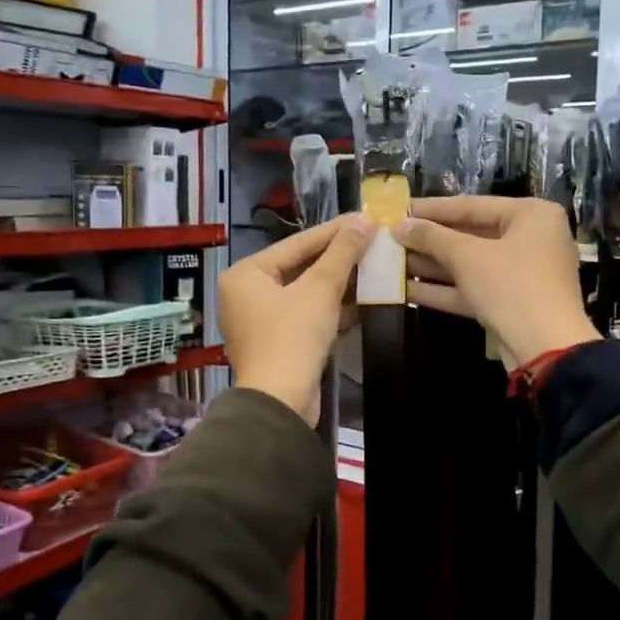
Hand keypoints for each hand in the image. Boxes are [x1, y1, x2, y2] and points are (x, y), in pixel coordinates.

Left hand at [219, 214, 374, 424]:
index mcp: (246, 274)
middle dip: (338, 258)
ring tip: (373, 266)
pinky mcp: (277, 343)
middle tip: (372, 240)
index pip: (297, 243)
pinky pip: (306, 314)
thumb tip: (364, 219)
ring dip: (338, 283)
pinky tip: (362, 299)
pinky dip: (331, 307)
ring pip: (305, 292)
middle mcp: (246, 293)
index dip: (334, 231)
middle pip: (300, 267)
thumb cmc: (293, 337)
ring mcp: (260, 320)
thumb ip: (342, 252)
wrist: (281, 402)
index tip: (365, 217)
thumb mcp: (321, 289)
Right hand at [393, 197, 598, 365]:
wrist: (546, 348)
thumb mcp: (467, 256)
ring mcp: (522, 274)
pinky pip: (474, 288)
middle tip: (392, 239)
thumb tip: (399, 226)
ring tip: (392, 263)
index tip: (399, 209)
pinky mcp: (511, 303)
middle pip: (471, 235)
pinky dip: (444, 289)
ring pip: (470, 264)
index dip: (432, 209)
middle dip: (429, 241)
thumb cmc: (511, 285)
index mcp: (531, 215)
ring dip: (432, 266)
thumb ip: (431, 237)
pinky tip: (407, 290)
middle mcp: (531, 239)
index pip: (472, 205)